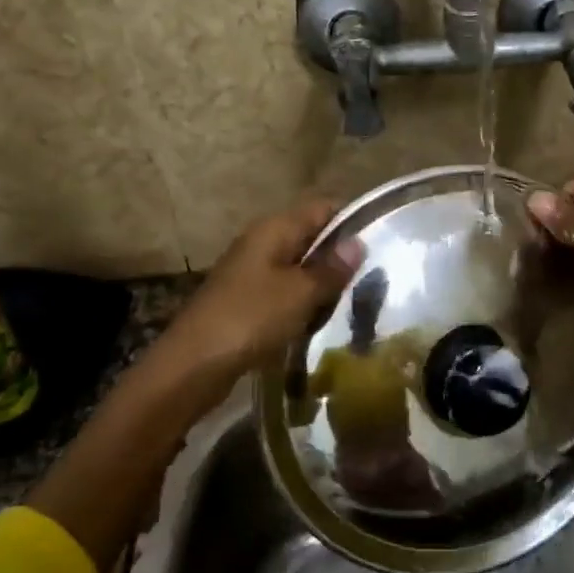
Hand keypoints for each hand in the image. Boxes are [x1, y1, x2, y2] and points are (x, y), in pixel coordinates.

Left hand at [149, 198, 362, 389]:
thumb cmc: (250, 318)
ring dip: (322, 284)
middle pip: (311, 237)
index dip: (351, 219)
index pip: (322, 208)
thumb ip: (331, 268)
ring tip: (353, 302)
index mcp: (274, 229)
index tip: (381, 241)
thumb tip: (357, 243)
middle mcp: (262, 242)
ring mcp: (252, 272)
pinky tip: (319, 321)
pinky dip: (303, 303)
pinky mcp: (246, 301)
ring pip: (299, 268)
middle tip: (373, 279)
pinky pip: (285, 292)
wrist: (192, 365)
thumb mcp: (300, 293)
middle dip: (339, 256)